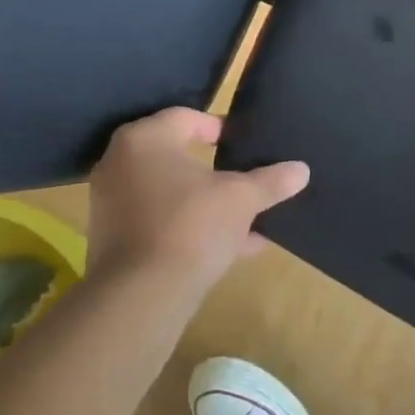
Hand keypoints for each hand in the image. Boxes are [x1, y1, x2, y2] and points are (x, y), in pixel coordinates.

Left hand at [86, 108, 309, 296]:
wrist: (141, 297)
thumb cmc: (191, 225)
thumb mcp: (242, 199)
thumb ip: (271, 181)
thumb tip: (302, 170)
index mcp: (145, 139)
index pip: (186, 117)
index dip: (219, 128)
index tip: (243, 144)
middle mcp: (120, 164)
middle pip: (177, 157)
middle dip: (216, 172)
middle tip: (245, 178)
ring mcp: (111, 204)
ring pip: (170, 194)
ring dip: (207, 204)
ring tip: (246, 220)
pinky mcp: (112, 241)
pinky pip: (159, 223)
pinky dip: (190, 229)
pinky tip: (231, 249)